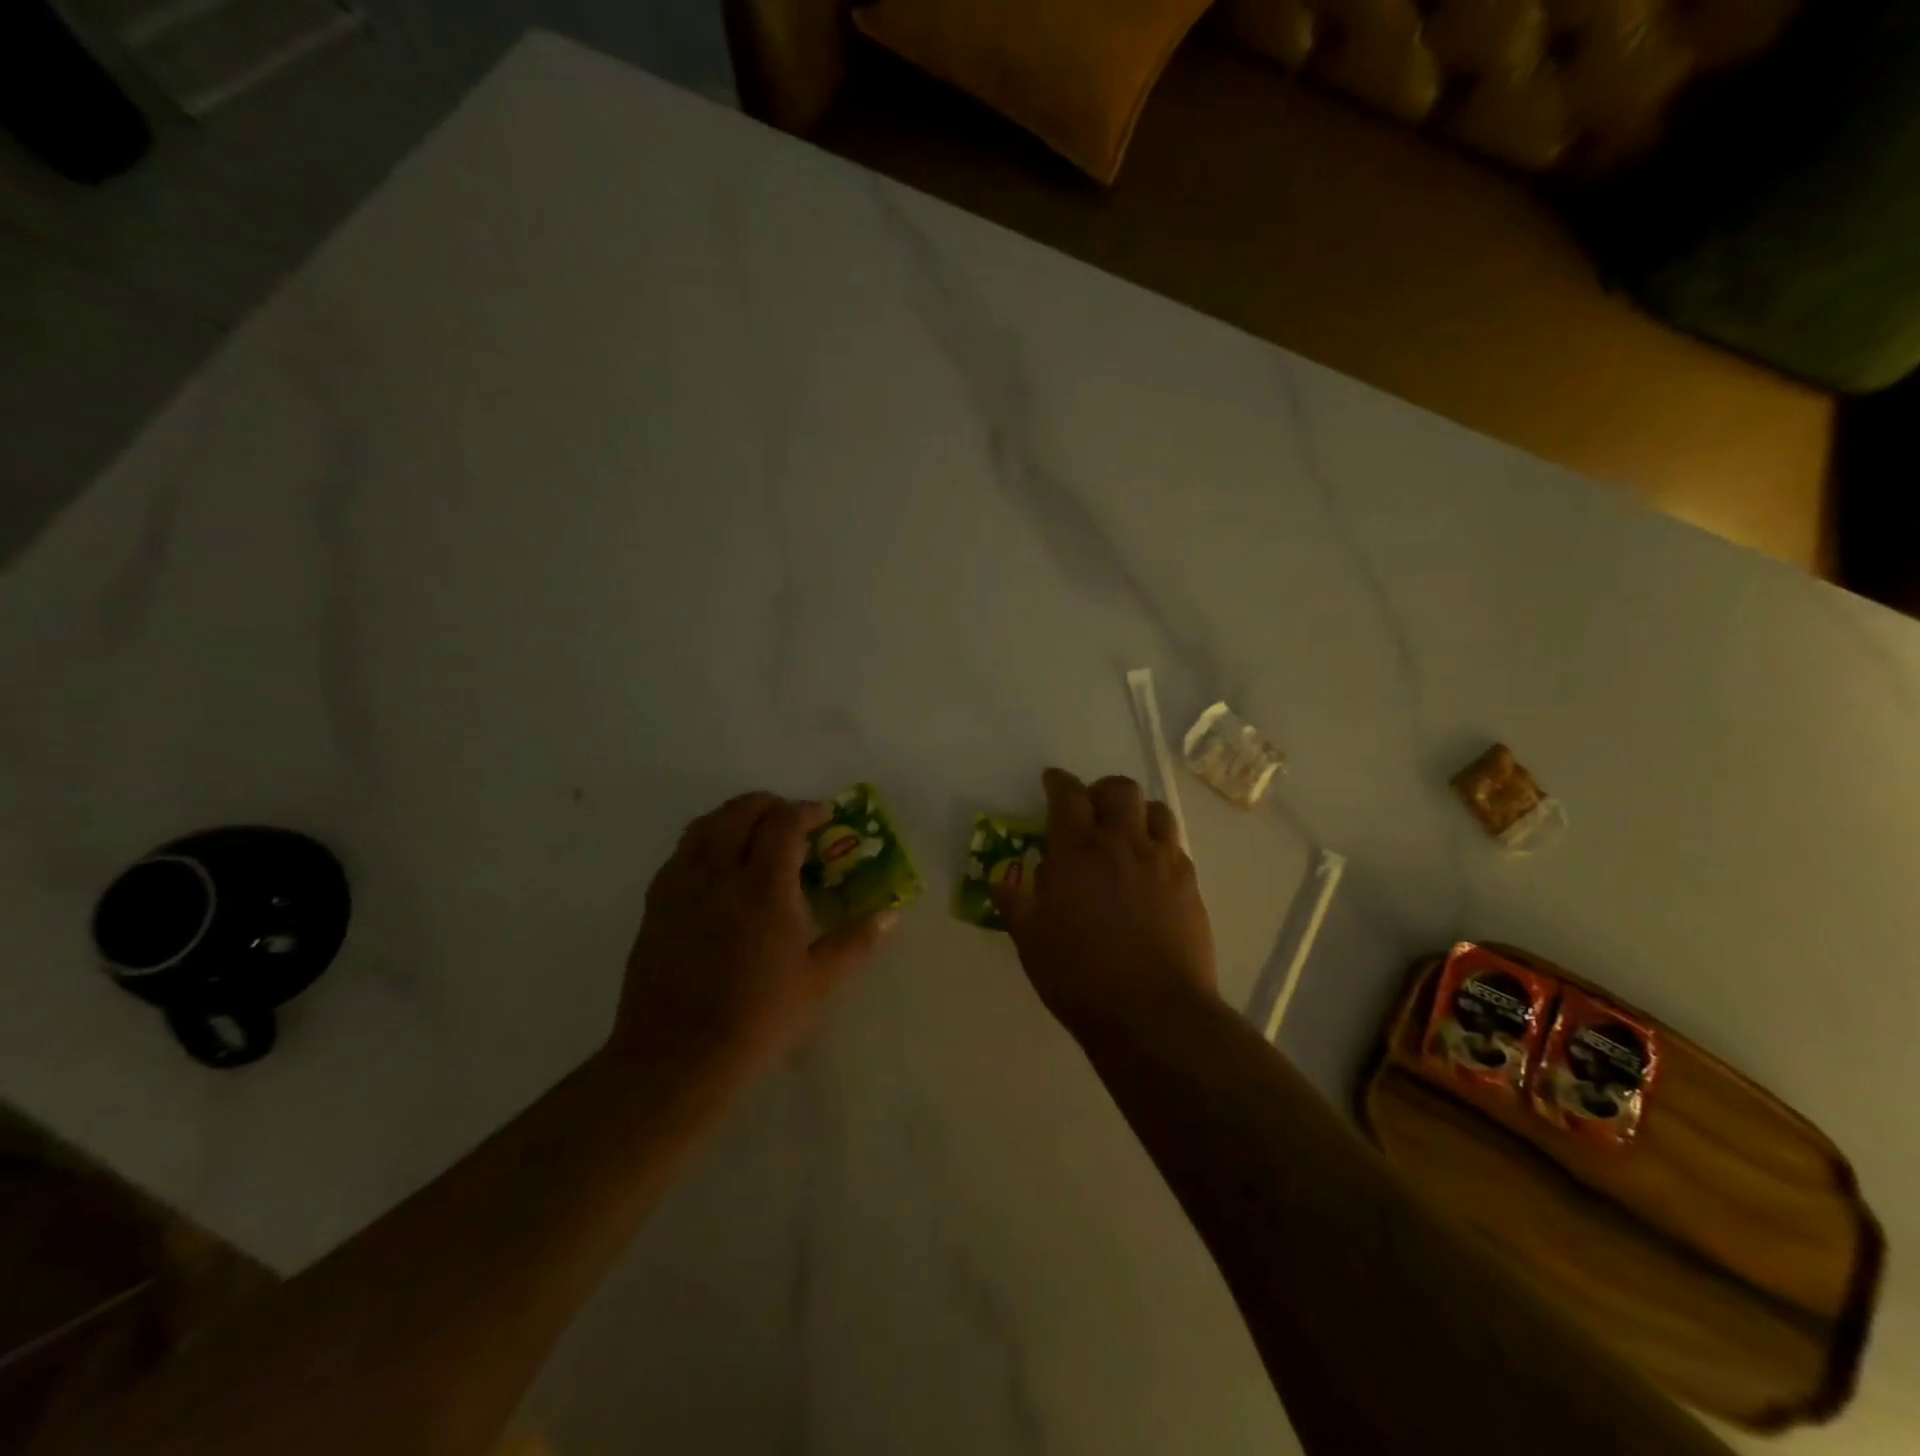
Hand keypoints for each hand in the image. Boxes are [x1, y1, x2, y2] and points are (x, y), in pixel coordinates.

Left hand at [610, 793, 895, 1087]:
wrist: (677, 1056)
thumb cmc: (757, 1018)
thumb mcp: (819, 983)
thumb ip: (855, 941)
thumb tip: (890, 913)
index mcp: (764, 886)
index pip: (784, 823)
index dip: (806, 811)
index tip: (823, 817)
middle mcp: (719, 872)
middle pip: (740, 812)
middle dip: (769, 805)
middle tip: (790, 819)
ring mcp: (681, 885)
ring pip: (705, 825)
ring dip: (733, 816)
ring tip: (752, 833)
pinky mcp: (655, 904)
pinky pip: (680, 852)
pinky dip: (704, 841)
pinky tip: (716, 867)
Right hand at [993, 768, 1217, 1042]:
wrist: (1153, 1013)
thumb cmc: (1080, 977)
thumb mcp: (1030, 941)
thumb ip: (1015, 901)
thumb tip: (1004, 877)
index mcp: (1077, 850)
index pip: (1068, 795)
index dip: (1058, 782)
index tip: (1052, 781)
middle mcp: (1122, 843)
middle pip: (1118, 789)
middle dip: (1101, 790)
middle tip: (1091, 808)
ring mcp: (1161, 861)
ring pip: (1155, 810)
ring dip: (1136, 812)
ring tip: (1126, 832)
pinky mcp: (1189, 883)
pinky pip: (1175, 845)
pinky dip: (1159, 844)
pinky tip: (1150, 869)